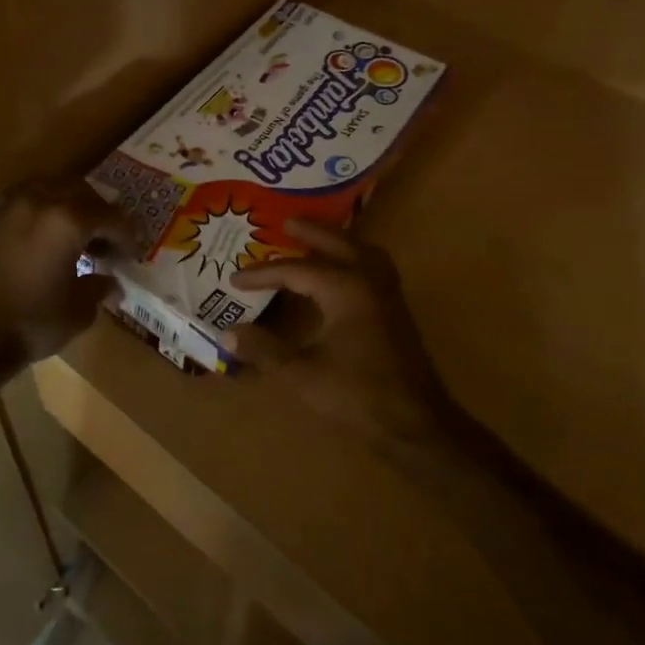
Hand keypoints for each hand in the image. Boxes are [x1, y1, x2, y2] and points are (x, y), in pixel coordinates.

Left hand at [0, 178, 135, 362]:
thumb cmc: (33, 322)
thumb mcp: (78, 310)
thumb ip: (99, 288)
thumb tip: (111, 283)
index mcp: (68, 220)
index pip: (110, 217)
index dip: (126, 235)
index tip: (131, 253)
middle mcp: (39, 202)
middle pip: (80, 192)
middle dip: (98, 213)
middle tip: (105, 241)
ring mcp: (10, 206)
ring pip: (49, 189)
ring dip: (67, 206)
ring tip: (74, 234)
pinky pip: (23, 202)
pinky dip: (40, 212)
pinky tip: (43, 239)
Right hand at [227, 220, 448, 449]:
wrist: (416, 422)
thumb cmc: (358, 394)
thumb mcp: (302, 374)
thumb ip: (264, 350)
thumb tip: (228, 333)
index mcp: (345, 289)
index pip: (295, 270)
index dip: (262, 274)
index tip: (235, 279)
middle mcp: (368, 281)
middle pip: (337, 244)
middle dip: (310, 232)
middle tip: (285, 222)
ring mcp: (387, 293)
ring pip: (362, 251)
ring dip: (337, 241)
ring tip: (315, 239)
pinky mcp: (396, 309)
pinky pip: (373, 266)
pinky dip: (355, 257)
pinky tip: (342, 271)